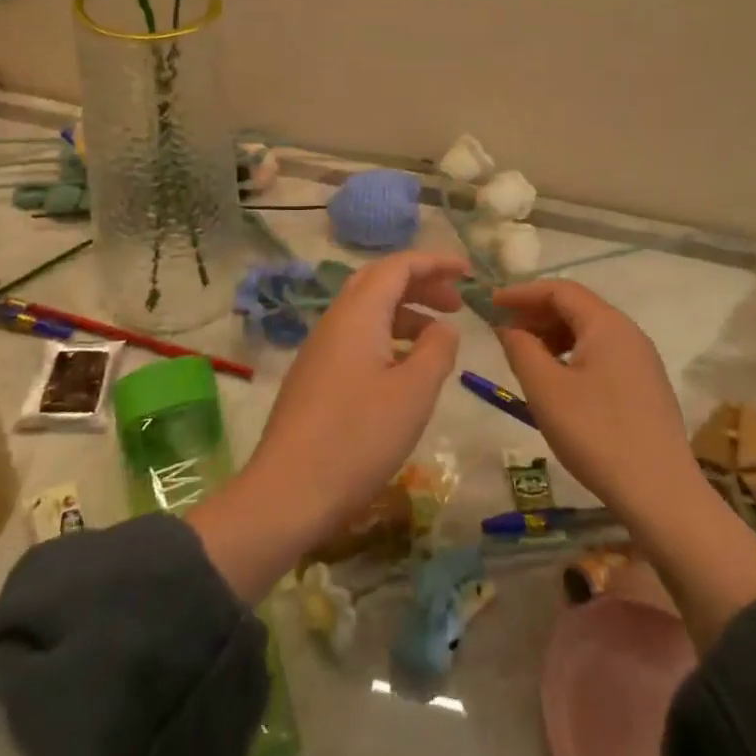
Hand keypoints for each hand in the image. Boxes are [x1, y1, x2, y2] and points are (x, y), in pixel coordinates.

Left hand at [190, 251, 467, 601]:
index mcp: (358, 314)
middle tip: (456, 301)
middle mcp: (335, 321)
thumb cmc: (357, 437)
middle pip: (380, 282)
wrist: (287, 493)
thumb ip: (437, 350)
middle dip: (420, 283)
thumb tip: (445, 327)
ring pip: (367, 311)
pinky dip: (388, 337)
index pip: (398, 266)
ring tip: (438, 336)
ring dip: (405, 312)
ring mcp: (320, 349)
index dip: (435, 262)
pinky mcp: (315, 376)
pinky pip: (357, 337)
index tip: (468, 272)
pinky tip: (405, 369)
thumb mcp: (413, 393)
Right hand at [491, 279, 755, 646]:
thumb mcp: (546, 390)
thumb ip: (521, 348)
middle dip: (536, 313)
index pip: (559, 289)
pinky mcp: (646, 385)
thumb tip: (508, 326)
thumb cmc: (596, 435)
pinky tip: (557, 381)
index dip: (522, 293)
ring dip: (553, 335)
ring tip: (526, 357)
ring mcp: (642, 360)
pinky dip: (573, 354)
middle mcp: (629, 332)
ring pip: (589, 332)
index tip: (491, 304)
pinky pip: (603, 354)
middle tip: (503, 331)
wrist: (661, 495)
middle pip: (576, 307)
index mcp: (607, 324)